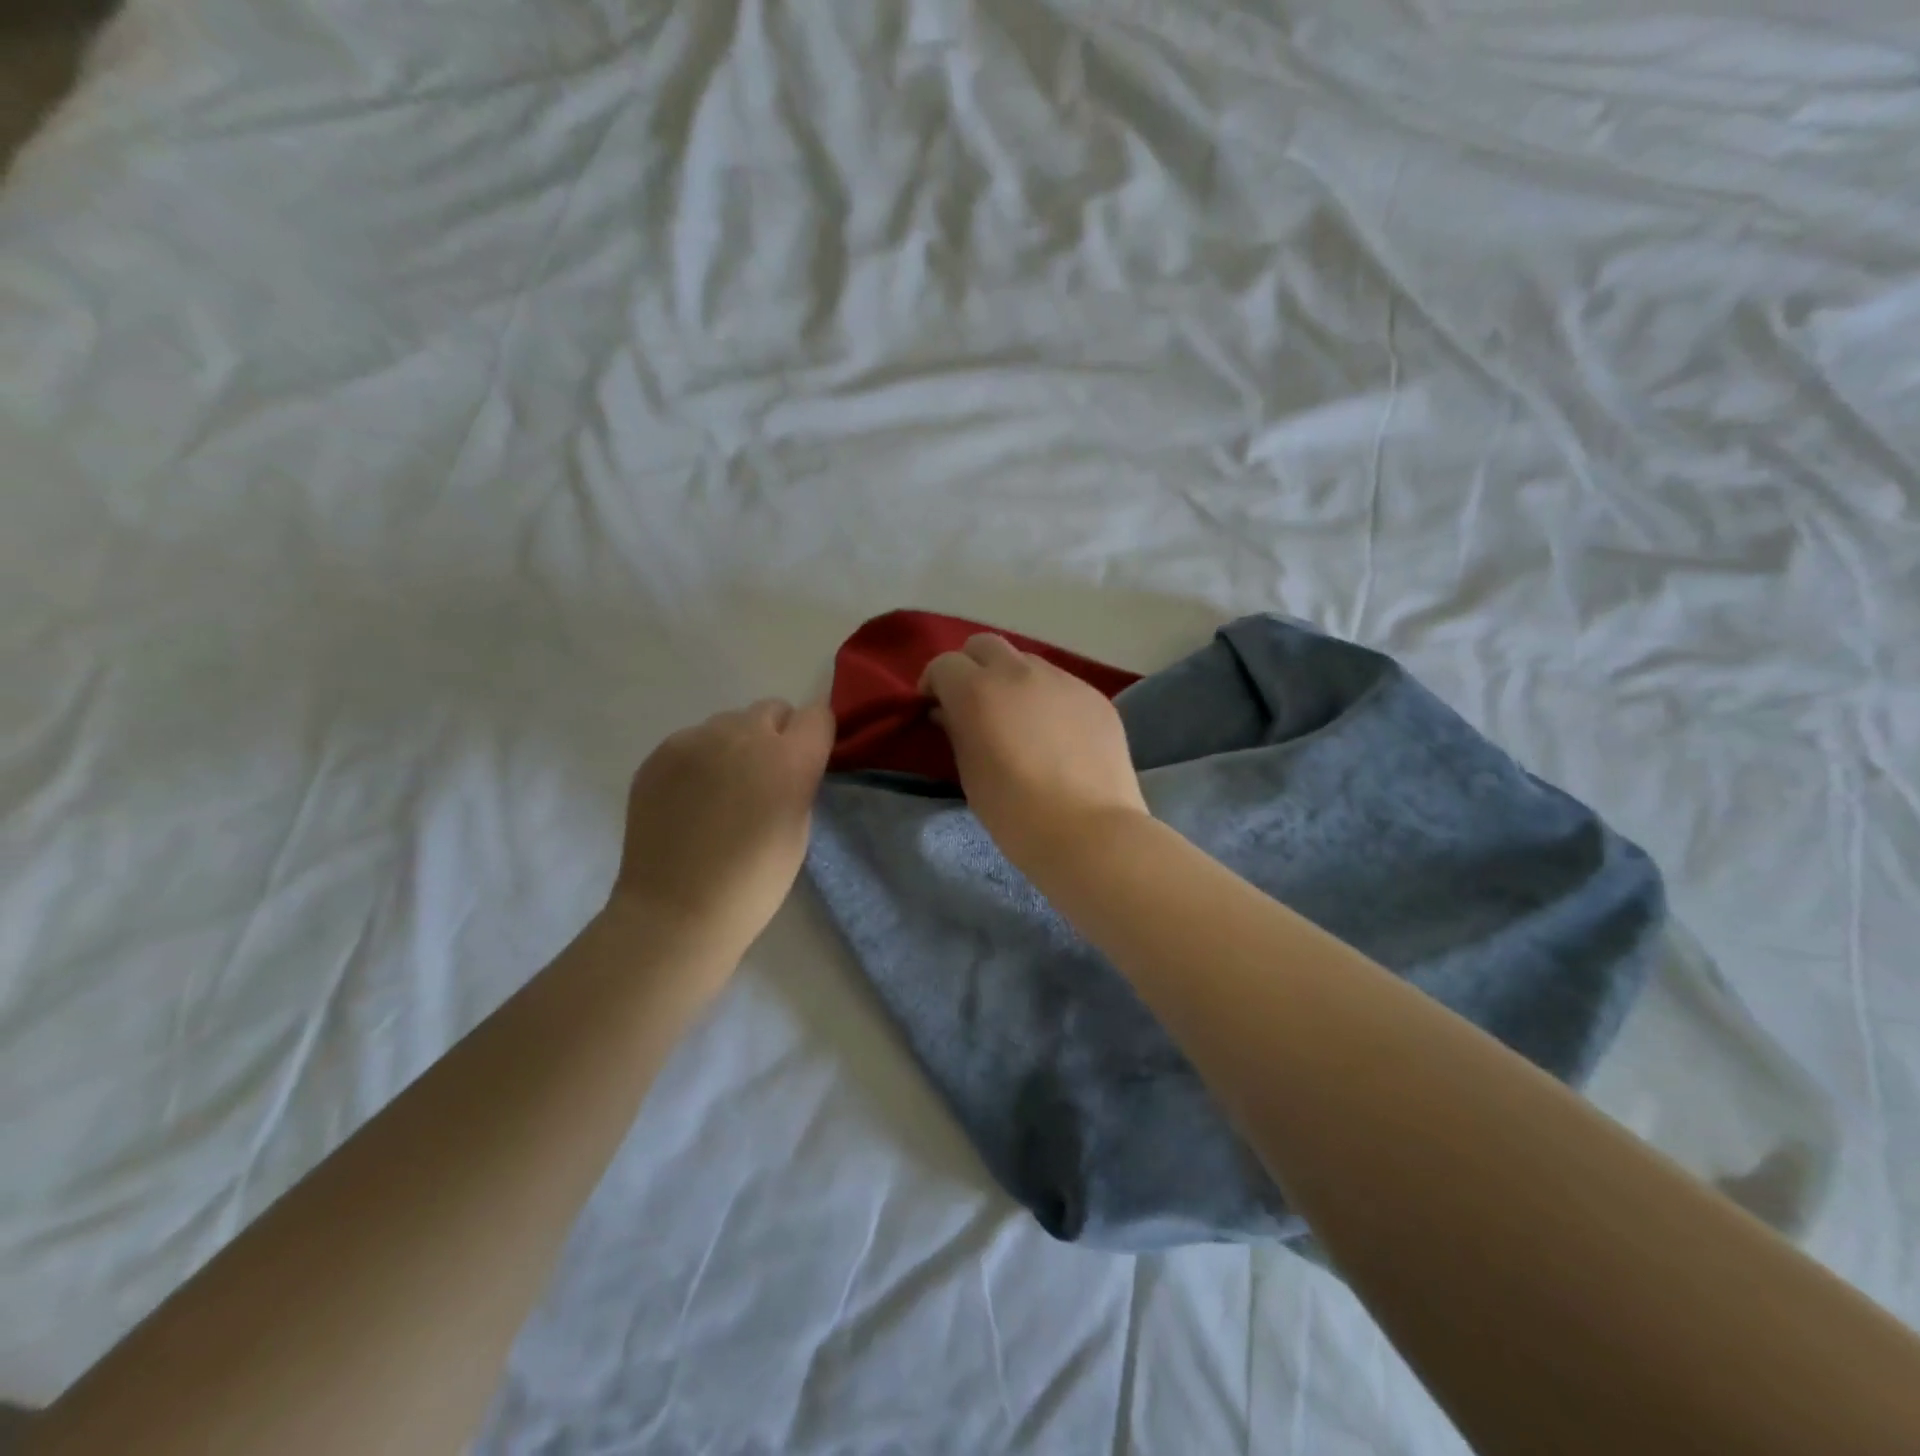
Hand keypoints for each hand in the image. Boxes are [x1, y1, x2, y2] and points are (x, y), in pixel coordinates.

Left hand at [614, 698, 835, 956]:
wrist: (676, 912)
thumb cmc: (753, 882)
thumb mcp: (799, 830)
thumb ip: (799, 781)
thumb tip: (789, 763)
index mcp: (789, 758)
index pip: (817, 715)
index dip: (814, 736)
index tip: (807, 760)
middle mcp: (743, 736)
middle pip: (771, 710)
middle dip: (775, 735)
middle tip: (763, 777)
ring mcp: (695, 741)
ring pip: (728, 723)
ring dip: (734, 745)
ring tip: (721, 790)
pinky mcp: (660, 753)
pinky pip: (692, 740)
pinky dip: (698, 760)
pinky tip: (690, 799)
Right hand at [920, 634, 1147, 868]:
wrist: (1089, 831)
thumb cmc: (1015, 812)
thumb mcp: (969, 773)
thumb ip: (956, 731)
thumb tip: (949, 711)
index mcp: (978, 691)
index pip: (944, 664)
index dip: (935, 683)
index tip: (936, 708)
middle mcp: (1018, 672)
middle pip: (984, 645)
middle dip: (971, 666)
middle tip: (974, 703)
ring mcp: (1062, 680)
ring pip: (1026, 662)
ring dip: (1012, 680)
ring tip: (1019, 718)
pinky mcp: (1094, 695)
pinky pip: (1061, 684)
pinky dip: (1047, 698)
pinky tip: (1056, 734)